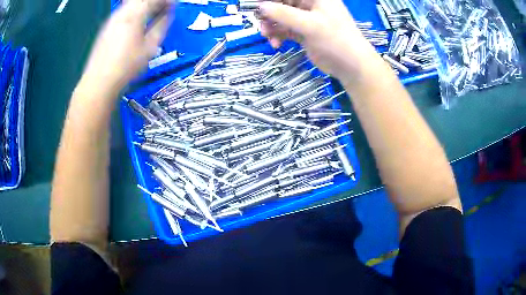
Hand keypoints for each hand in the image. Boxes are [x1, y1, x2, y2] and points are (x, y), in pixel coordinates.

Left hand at [80, 0, 173, 95]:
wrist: (99, 82)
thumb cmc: (126, 66)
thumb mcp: (149, 47)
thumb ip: (161, 26)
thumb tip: (168, 14)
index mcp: (134, 15)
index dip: (166, 1)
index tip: (173, 5)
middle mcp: (122, 13)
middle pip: (141, 0)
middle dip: (154, 2)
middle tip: (164, 9)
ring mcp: (112, 20)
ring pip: (131, 4)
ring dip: (144, 6)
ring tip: (152, 15)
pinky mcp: (107, 28)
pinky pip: (124, 12)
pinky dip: (134, 12)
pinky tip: (137, 23)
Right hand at [259, 0, 380, 81]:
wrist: (351, 66)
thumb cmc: (336, 40)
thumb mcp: (310, 24)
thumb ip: (284, 14)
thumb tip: (261, 7)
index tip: (258, 6)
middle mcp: (310, 5)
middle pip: (282, 3)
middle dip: (269, 13)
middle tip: (262, 23)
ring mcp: (306, 19)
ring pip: (281, 17)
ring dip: (272, 25)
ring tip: (267, 35)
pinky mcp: (304, 33)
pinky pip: (285, 30)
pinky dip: (278, 35)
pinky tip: (275, 44)